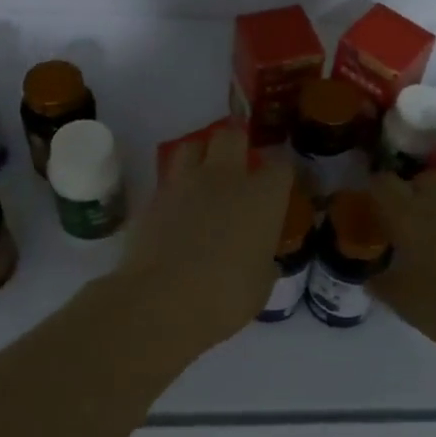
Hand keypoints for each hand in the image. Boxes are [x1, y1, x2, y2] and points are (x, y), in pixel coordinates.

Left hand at [115, 126, 294, 355]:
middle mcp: (225, 178)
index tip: (280, 185)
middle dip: (237, 142)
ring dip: (200, 154)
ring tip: (203, 175)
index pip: (281, 166)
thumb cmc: (226, 296)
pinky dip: (176, 189)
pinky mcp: (153, 198)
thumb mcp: (260, 283)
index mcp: (262, 196)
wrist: (162, 301)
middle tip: (238, 163)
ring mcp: (185, 183)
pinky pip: (168, 180)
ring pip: (192, 145)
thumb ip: (263, 260)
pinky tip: (176, 210)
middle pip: (232, 135)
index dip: (282, 173)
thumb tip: (260, 258)